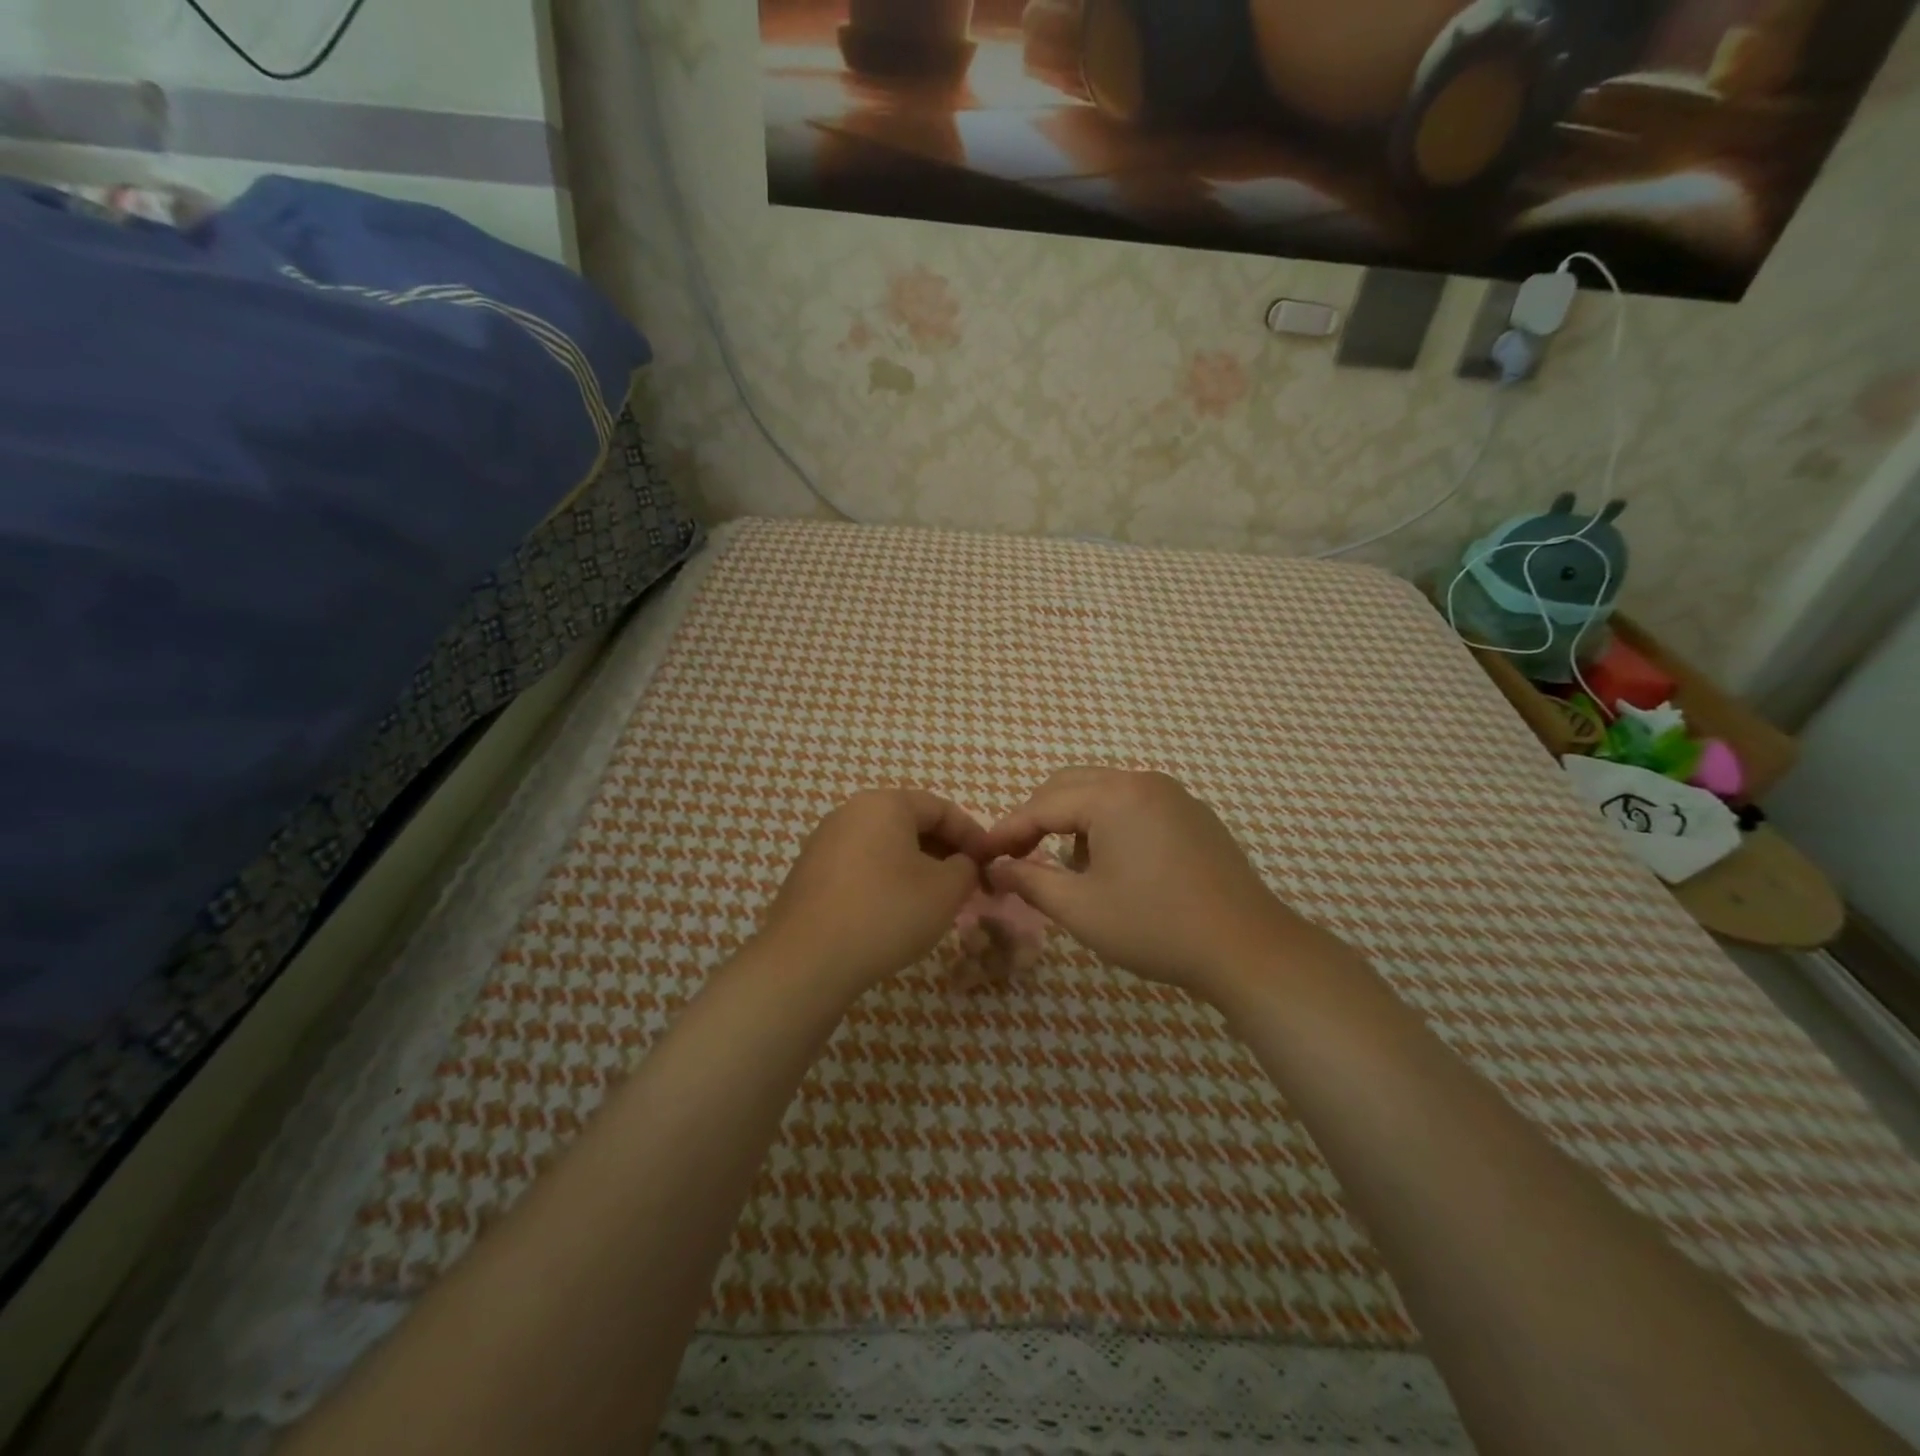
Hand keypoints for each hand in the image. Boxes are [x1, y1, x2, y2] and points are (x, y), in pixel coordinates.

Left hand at [759, 789, 986, 992]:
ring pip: (884, 845)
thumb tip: (962, 864)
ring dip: (915, 866)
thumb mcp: (946, 890)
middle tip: (965, 882)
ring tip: (934, 900)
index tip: (990, 863)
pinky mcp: (809, 872)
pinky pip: (860, 865)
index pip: (941, 808)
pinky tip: (894, 912)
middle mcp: (850, 812)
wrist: (807, 960)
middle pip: (910, 823)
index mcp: (885, 803)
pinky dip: (885, 879)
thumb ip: (966, 868)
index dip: (972, 834)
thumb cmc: (887, 913)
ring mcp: (824, 841)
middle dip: (943, 850)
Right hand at [978, 769, 1308, 1000]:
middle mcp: (1143, 782)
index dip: (1008, 830)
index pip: (1043, 804)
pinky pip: (1134, 805)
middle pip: (1071, 786)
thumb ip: (1031, 882)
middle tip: (1016, 855)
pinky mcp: (1193, 815)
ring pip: (1103, 793)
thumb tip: (998, 868)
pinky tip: (1111, 864)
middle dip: (1037, 817)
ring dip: (1073, 820)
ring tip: (1066, 866)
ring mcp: (1173, 795)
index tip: (982, 855)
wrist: (1247, 948)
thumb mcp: (1082, 909)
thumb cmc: (1156, 927)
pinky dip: (1107, 824)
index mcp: (1114, 796)